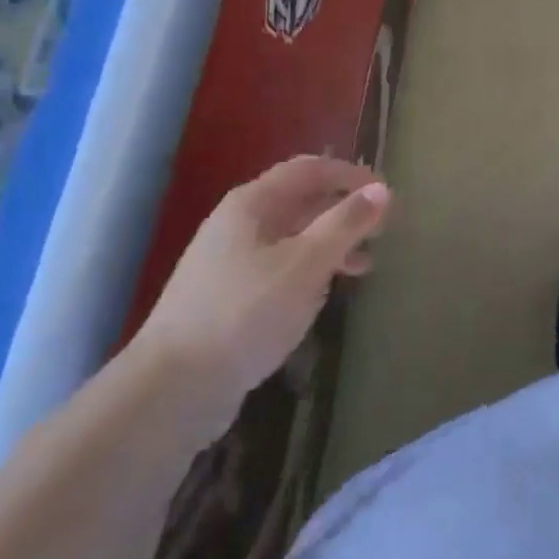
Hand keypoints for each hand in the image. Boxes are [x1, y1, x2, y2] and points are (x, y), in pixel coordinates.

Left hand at [133, 157, 391, 426]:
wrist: (171, 389)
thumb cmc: (245, 313)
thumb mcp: (306, 263)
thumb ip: (346, 223)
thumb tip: (381, 189)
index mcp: (253, 203)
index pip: (311, 169)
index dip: (352, 175)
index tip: (387, 195)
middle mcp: (239, 223)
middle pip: (301, 201)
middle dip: (344, 210)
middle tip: (383, 230)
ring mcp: (229, 262)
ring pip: (292, 237)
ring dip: (331, 243)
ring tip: (364, 265)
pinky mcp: (228, 298)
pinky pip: (280, 268)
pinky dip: (310, 271)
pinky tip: (325, 293)